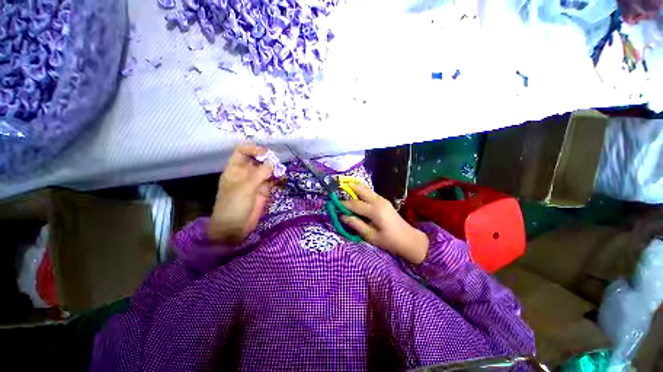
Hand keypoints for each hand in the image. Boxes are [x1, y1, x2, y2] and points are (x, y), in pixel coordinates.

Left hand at [208, 143, 273, 244]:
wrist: (234, 228)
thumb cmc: (234, 205)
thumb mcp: (245, 188)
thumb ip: (260, 174)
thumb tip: (272, 162)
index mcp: (236, 169)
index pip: (242, 151)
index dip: (253, 149)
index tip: (265, 153)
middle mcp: (246, 173)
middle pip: (257, 159)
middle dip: (267, 158)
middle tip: (277, 162)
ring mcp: (256, 182)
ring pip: (266, 170)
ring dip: (274, 168)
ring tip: (281, 171)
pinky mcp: (264, 190)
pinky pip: (272, 181)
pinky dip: (278, 178)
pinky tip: (283, 179)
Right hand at [340, 183, 428, 263]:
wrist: (408, 239)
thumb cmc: (389, 241)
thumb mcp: (370, 236)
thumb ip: (356, 224)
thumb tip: (342, 216)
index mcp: (375, 211)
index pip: (355, 204)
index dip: (343, 204)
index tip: (334, 203)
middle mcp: (378, 201)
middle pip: (361, 189)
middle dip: (349, 187)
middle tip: (339, 187)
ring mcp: (382, 199)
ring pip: (366, 189)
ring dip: (355, 188)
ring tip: (345, 189)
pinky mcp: (384, 200)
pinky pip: (370, 193)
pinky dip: (362, 192)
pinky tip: (356, 196)